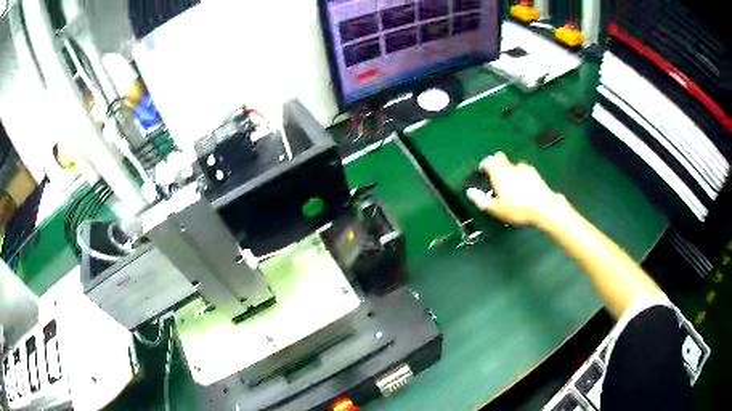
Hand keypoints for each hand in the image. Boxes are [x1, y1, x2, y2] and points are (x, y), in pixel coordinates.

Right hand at [466, 152, 566, 226]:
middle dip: (497, 166)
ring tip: (512, 189)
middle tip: (496, 181)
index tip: (483, 173)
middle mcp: (511, 166)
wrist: (545, 208)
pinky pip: (524, 172)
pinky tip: (524, 191)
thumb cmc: (518, 208)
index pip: (488, 161)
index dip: (484, 165)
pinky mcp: (535, 174)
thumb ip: (481, 200)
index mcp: (500, 173)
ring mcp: (525, 168)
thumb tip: (470, 193)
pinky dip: (521, 178)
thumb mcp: (497, 209)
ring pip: (513, 167)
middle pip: (500, 159)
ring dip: (510, 174)